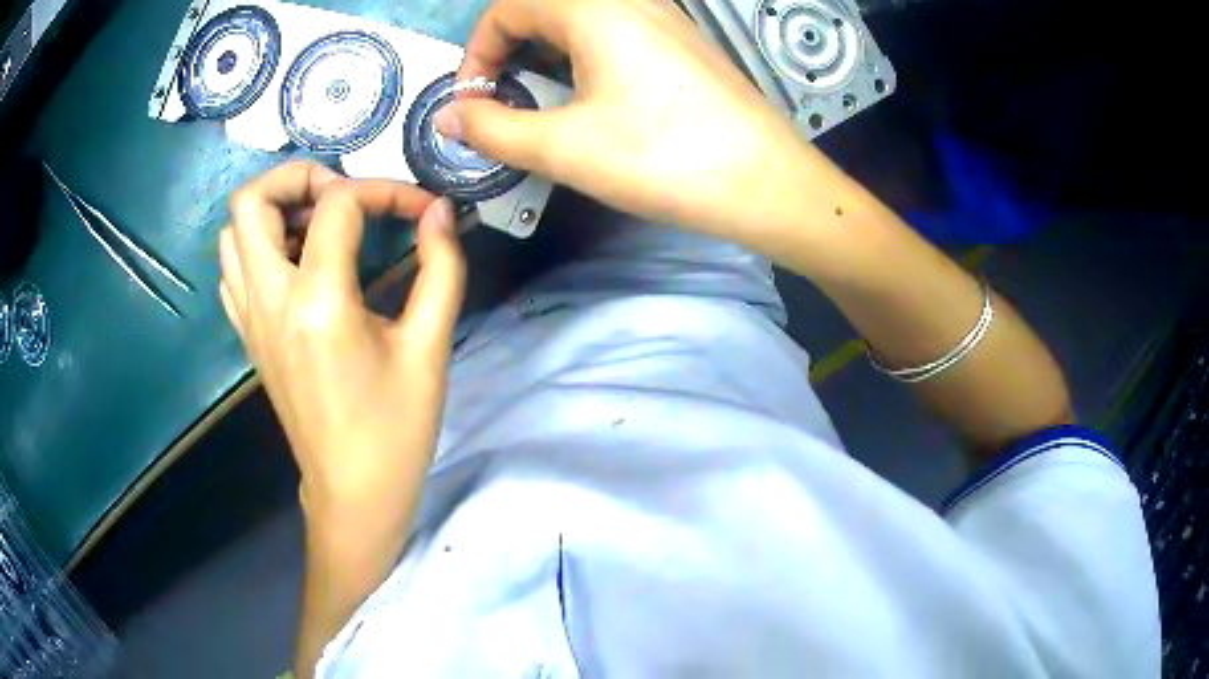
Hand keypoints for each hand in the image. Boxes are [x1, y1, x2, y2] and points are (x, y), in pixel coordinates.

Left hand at [218, 160, 464, 526]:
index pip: (337, 205)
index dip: (385, 190)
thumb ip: (440, 269)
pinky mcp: (248, 337)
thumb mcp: (429, 349)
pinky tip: (296, 264)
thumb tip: (439, 212)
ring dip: (273, 211)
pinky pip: (233, 269)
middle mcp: (270, 301)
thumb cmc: (395, 431)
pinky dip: (258, 247)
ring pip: (232, 233)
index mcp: (318, 303)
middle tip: (343, 197)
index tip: (420, 211)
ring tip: (319, 226)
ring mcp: (250, 320)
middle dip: (299, 177)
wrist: (353, 494)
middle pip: (251, 201)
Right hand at [436, 0, 815, 241]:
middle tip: (501, 98)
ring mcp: (664, 16)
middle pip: (545, 6)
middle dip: (508, 48)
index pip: (509, 7)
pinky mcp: (683, 41)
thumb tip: (449, 118)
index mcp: (594, 7)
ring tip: (539, 99)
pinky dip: (584, 53)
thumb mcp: (564, 147)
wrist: (767, 182)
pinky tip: (591, 94)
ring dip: (546, 50)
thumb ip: (493, 129)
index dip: (478, 51)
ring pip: (581, 17)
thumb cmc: (663, 157)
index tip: (474, 99)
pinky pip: (616, 30)